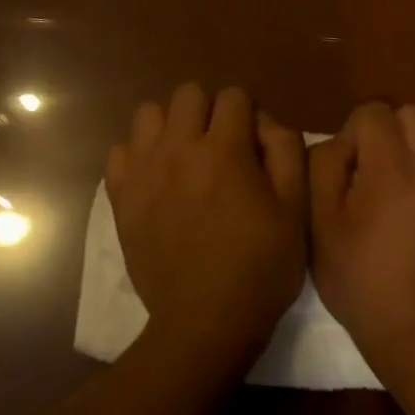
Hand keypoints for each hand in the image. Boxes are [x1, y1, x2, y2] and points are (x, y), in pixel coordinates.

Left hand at [106, 84, 307, 363]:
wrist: (205, 321)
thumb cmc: (260, 267)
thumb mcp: (295, 209)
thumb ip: (285, 150)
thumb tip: (263, 121)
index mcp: (224, 149)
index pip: (233, 95)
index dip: (248, 114)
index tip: (252, 144)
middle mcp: (178, 148)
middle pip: (188, 93)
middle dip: (208, 111)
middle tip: (219, 147)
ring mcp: (143, 170)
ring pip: (148, 114)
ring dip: (170, 126)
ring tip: (183, 157)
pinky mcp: (120, 196)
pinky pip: (120, 151)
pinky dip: (138, 156)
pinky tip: (155, 179)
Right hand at [310, 103, 414, 372]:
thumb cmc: (361, 282)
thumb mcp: (320, 227)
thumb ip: (323, 168)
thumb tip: (340, 142)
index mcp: (389, 169)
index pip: (372, 111)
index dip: (353, 133)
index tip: (349, 169)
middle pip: (410, 113)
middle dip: (388, 132)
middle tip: (377, 171)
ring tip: (412, 176)